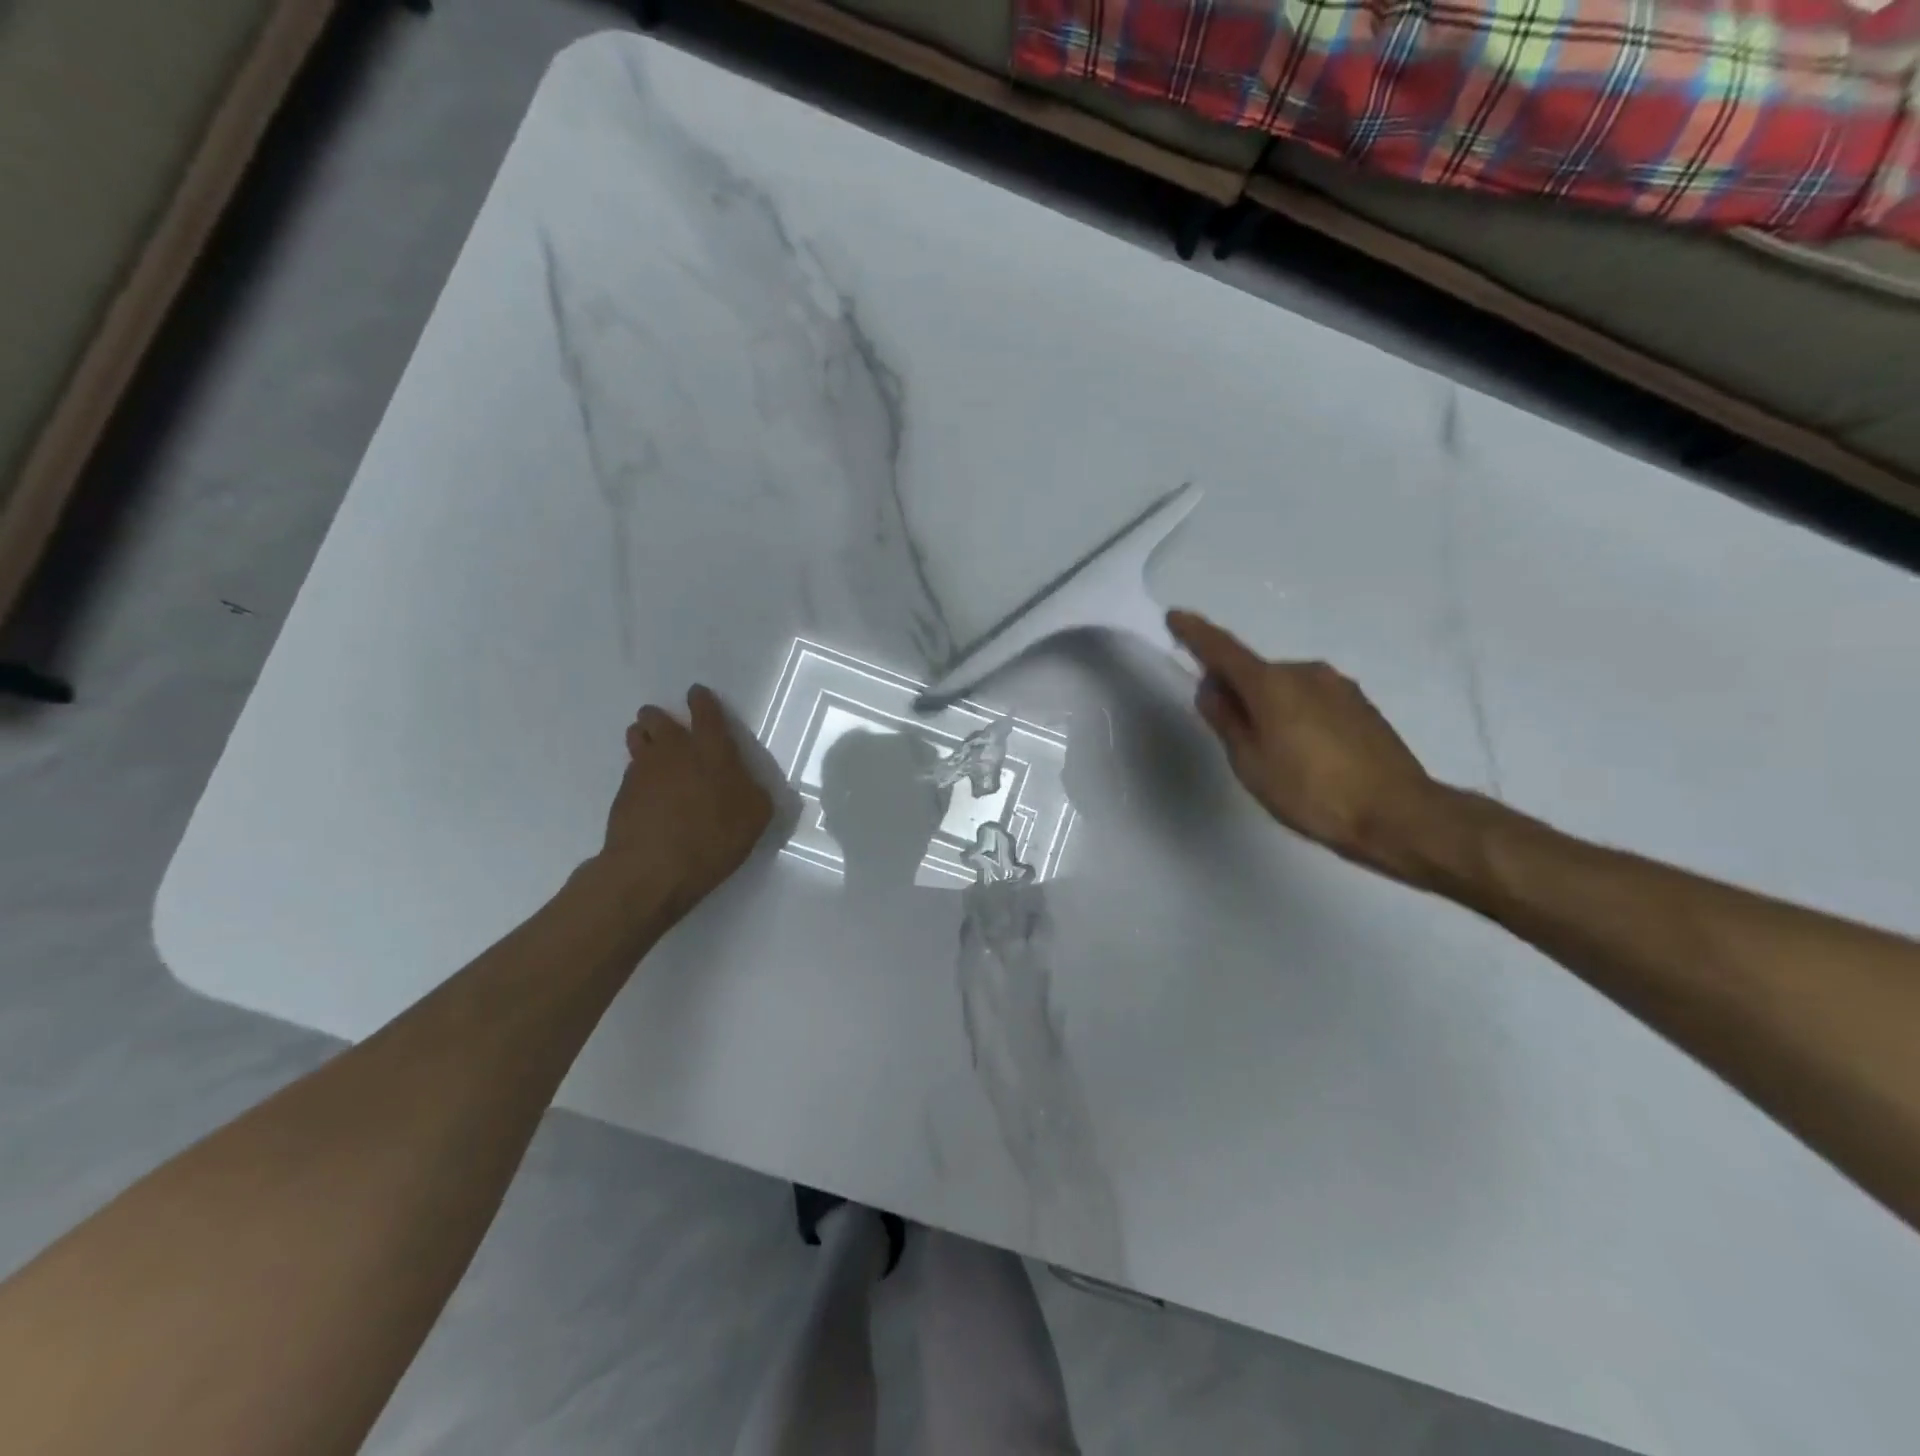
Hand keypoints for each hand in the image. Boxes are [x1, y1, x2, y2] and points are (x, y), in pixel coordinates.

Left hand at [596, 685, 773, 917]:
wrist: (654, 868)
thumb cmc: (714, 837)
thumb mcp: (756, 816)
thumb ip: (753, 791)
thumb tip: (746, 783)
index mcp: (712, 750)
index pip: (706, 712)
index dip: (702, 700)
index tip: (697, 694)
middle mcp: (675, 750)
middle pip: (657, 717)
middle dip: (660, 716)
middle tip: (666, 726)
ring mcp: (643, 769)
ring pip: (637, 737)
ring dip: (643, 737)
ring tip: (650, 749)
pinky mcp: (622, 793)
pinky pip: (631, 771)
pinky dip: (638, 773)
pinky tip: (647, 791)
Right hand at [1167, 610, 1450, 882]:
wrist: (1399, 814)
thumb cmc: (1312, 792)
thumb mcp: (1251, 763)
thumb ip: (1226, 720)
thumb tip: (1211, 688)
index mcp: (1271, 684)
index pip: (1223, 649)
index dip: (1196, 634)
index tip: (1175, 617)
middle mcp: (1305, 672)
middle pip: (1255, 672)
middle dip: (1235, 688)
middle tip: (1225, 726)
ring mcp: (1338, 686)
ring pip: (1285, 687)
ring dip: (1268, 704)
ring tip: (1270, 749)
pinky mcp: (1361, 705)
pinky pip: (1311, 699)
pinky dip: (1295, 713)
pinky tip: (1304, 751)